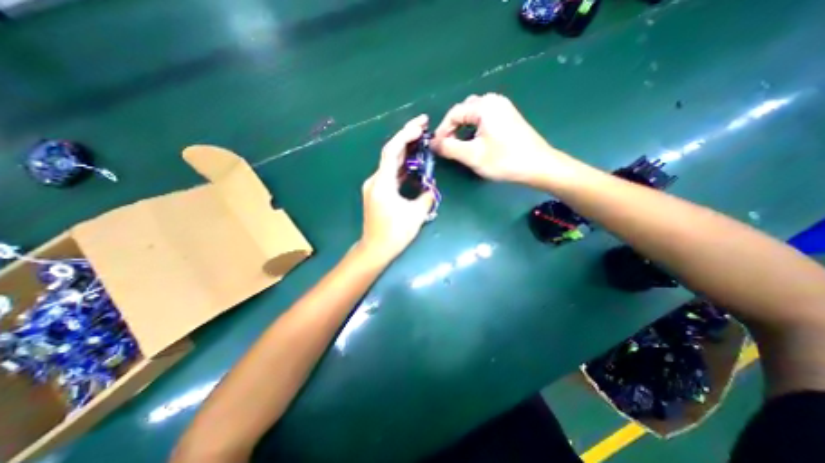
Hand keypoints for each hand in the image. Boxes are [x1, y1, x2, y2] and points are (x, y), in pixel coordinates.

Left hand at [358, 115, 433, 263]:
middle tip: (423, 126)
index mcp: (382, 183)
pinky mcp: (377, 192)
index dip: (405, 135)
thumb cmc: (394, 233)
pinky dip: (401, 166)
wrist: (375, 248)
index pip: (391, 151)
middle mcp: (375, 180)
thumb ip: (426, 197)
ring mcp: (374, 186)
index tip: (420, 125)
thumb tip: (431, 188)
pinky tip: (413, 164)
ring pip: (390, 163)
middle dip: (406, 137)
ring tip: (421, 141)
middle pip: (390, 153)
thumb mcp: (415, 215)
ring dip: (405, 151)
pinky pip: (390, 174)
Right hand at [429, 93, 570, 183]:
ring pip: (473, 115)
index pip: (453, 113)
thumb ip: (449, 148)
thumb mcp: (472, 155)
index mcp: (484, 106)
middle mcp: (493, 100)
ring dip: (462, 129)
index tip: (436, 147)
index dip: (442, 131)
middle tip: (447, 147)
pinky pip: (483, 119)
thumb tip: (432, 144)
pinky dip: (473, 129)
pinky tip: (474, 142)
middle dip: (452, 129)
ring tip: (458, 146)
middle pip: (463, 112)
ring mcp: (502, 108)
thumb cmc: (504, 160)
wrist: (538, 166)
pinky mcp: (507, 117)